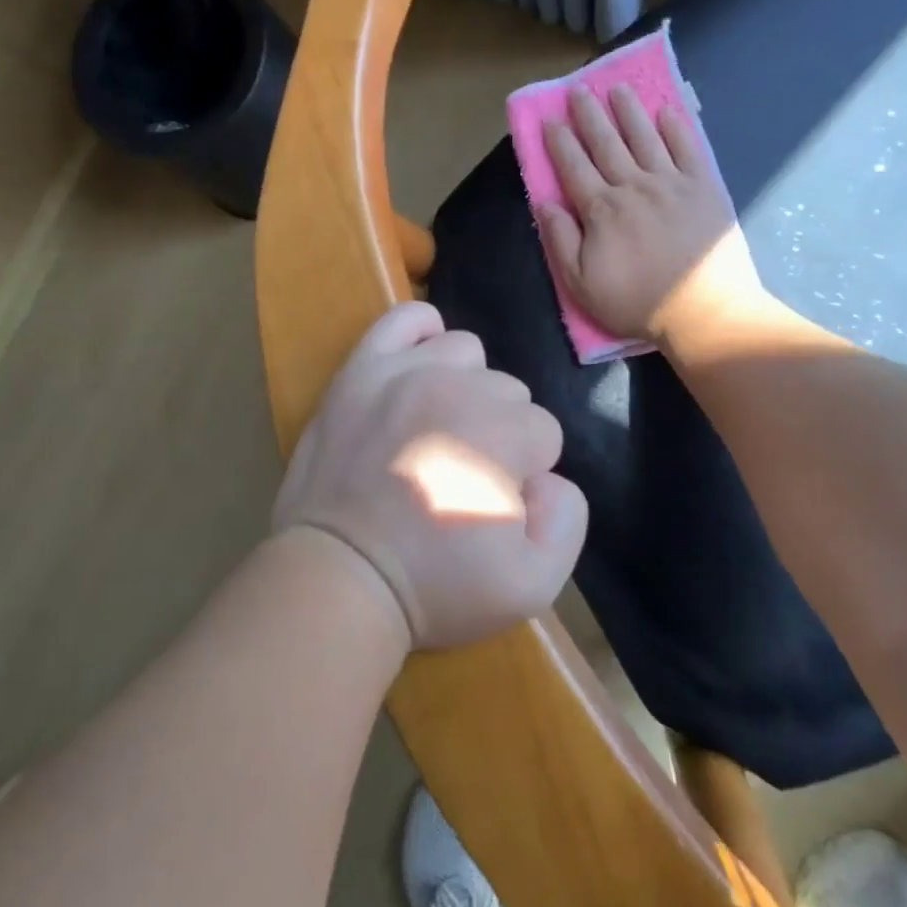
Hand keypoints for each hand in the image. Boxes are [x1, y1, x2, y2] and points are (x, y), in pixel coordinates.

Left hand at [271, 302, 587, 649]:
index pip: (543, 433)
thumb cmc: (435, 587)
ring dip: (464, 387)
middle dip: (497, 433)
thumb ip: (567, 519)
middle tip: (460, 477)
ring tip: (437, 431)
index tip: (490, 505)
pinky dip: (421, 332)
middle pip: (507, 392)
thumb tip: (547, 478)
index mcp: (504, 432)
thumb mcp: (532, 586)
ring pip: (465, 353)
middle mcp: (458, 387)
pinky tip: (421, 366)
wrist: (339, 577)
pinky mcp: (361, 370)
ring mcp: (404, 371)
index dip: (523, 473)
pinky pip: (403, 319)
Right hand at [536, 84, 766, 346]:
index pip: (574, 167)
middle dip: (588, 115)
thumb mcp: (581, 284)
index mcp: (601, 210)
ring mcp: (671, 183)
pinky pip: (687, 148)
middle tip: (578, 90)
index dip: (559, 142)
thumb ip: (560, 240)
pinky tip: (665, 112)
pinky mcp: (704, 187)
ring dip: (628, 111)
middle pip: (606, 143)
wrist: (703, 311)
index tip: (549, 120)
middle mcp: (634, 186)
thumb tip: (543, 203)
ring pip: (644, 137)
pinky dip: (675, 128)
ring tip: (617, 89)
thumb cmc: (636, 302)